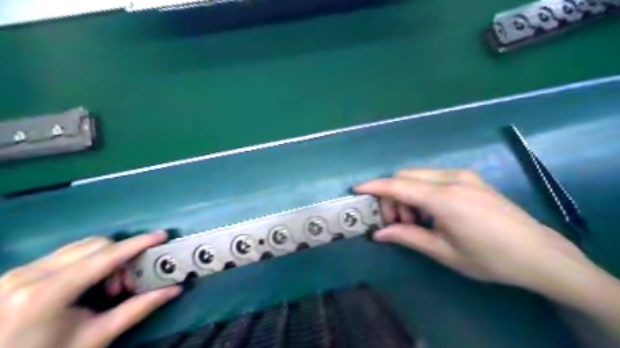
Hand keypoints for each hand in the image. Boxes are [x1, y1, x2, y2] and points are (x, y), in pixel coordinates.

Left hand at [0, 231, 181, 346]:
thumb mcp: (95, 337)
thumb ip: (137, 309)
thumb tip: (174, 290)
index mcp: (46, 293)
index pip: (105, 256)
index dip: (137, 244)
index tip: (162, 236)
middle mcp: (29, 274)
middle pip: (95, 245)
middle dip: (121, 257)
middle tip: (125, 284)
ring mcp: (18, 272)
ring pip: (81, 247)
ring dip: (105, 259)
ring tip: (107, 287)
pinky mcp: (15, 273)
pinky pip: (65, 254)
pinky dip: (87, 262)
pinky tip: (86, 285)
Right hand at [357, 169, 586, 289]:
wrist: (539, 254)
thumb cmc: (490, 258)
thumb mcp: (444, 252)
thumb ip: (408, 237)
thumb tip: (378, 235)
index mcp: (445, 198)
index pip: (399, 185)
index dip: (374, 186)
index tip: (356, 189)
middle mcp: (452, 179)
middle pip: (405, 176)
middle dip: (391, 196)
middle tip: (396, 223)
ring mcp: (463, 175)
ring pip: (418, 176)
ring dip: (407, 195)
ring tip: (414, 221)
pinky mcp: (469, 178)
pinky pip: (433, 178)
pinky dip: (421, 192)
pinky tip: (430, 212)